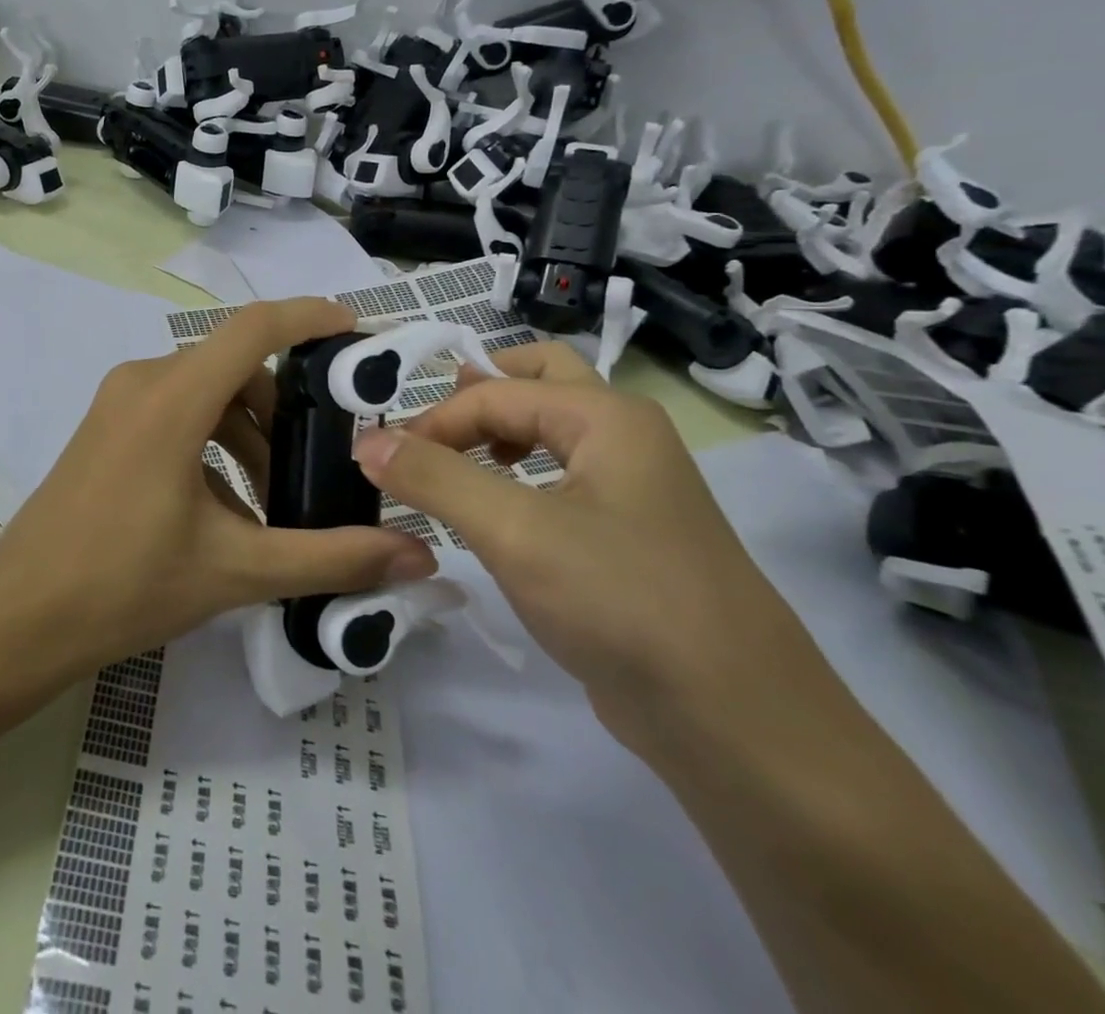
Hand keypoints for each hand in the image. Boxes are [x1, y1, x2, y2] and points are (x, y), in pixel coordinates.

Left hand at [0, 298, 437, 673]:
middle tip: (324, 457)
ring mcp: (118, 403)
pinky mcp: (106, 427)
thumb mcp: (236, 570)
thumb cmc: (125, 585)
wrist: (21, 615)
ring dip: (248, 434)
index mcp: (172, 398)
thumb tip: (417, 555)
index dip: (308, 317)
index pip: (253, 328)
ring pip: (206, 394)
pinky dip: (214, 444)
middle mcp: (143, 381)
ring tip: (277, 501)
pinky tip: (230, 509)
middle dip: (285, 408)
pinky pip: (176, 414)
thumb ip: (331, 557)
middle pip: (234, 368)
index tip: (354, 330)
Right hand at [350, 342, 826, 751]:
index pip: (494, 391)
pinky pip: (560, 479)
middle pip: (538, 379)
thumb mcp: (515, 532)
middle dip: (477, 392)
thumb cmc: (624, 603)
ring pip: (551, 430)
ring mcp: (631, 488)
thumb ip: (434, 477)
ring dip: (496, 431)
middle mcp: (624, 437)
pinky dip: (517, 475)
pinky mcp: (626, 537)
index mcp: (606, 417)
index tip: (385, 463)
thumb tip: (366, 439)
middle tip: (427, 424)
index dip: (433, 420)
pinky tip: (492, 513)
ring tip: (450, 463)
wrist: (739, 725)